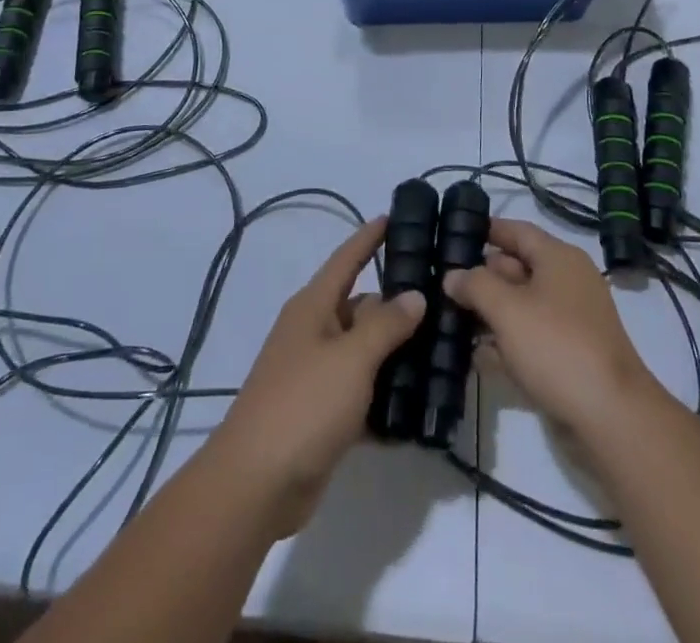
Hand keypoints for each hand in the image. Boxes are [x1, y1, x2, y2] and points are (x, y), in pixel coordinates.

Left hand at [212, 218, 425, 535]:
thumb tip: (414, 294)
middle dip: (397, 305)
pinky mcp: (323, 414)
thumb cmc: (303, 404)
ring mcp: (317, 374)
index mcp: (313, 307)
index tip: (396, 216)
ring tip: (443, 349)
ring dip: (396, 353)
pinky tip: (419, 403)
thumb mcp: (350, 358)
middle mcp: (314, 332)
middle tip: (443, 300)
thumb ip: (385, 324)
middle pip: (361, 307)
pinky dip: (385, 396)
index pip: (346, 259)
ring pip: (364, 351)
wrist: (256, 484)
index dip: (369, 238)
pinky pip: (361, 392)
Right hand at [443, 218, 662, 442]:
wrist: (611, 417)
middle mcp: (567, 283)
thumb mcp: (507, 309)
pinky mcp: (569, 356)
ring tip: (449, 318)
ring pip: (521, 307)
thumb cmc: (557, 346)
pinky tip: (476, 356)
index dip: (486, 230)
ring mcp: (570, 321)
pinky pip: (530, 339)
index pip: (517, 231)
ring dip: (489, 313)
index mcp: (559, 258)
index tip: (453, 234)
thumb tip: (452, 276)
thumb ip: (475, 285)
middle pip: (517, 269)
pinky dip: (505, 344)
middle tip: (441, 283)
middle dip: (481, 276)